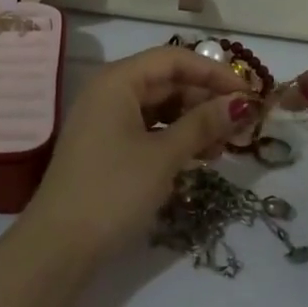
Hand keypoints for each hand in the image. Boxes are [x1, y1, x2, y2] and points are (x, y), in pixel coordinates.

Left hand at [24, 47, 255, 266]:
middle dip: (205, 99)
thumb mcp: (163, 156)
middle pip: (166, 81)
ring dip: (193, 120)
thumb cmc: (113, 190)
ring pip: (159, 107)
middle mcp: (109, 91)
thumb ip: (203, 124)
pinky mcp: (106, 146)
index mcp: (118, 80)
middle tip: (242, 123)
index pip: (173, 59)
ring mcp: (105, 119)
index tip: (249, 92)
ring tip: (225, 144)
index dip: (213, 72)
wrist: (58, 247)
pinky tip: (199, 156)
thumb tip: (241, 103)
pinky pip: (147, 128)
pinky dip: (174, 137)